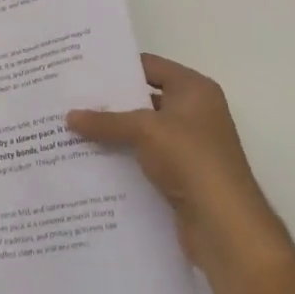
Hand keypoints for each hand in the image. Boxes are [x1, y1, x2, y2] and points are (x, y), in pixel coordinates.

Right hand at [67, 54, 293, 284]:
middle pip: (144, 98)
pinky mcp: (181, 175)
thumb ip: (106, 121)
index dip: (117, 66)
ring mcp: (189, 145)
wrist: (226, 227)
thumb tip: (68, 116)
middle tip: (71, 97)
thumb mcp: (145, 131)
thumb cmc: (191, 160)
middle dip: (110, 100)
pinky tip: (91, 158)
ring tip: (73, 127)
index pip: (149, 65)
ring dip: (114, 131)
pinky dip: (123, 156)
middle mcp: (194, 112)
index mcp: (194, 89)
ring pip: (142, 130)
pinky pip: (145, 157)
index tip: (82, 68)